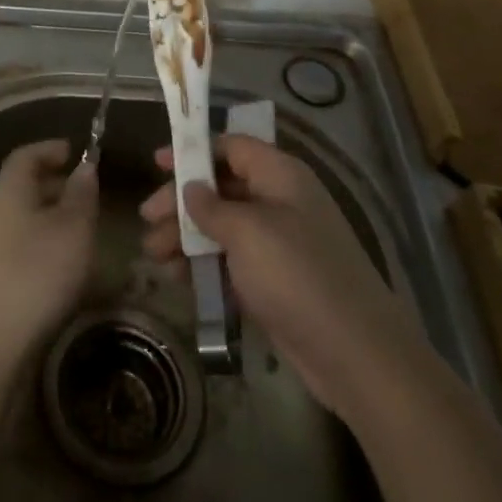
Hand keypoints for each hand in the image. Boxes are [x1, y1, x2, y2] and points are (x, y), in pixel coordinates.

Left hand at [0, 139, 98, 375]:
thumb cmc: (36, 272)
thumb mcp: (73, 229)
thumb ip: (82, 194)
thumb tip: (84, 167)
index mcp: (8, 187)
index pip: (26, 154)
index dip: (51, 149)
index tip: (76, 151)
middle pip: (21, 183)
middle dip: (53, 182)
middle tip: (85, 190)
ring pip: (20, 214)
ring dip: (48, 214)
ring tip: (80, 226)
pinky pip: (16, 241)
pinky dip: (39, 239)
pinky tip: (60, 261)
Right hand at [140, 135, 411, 414]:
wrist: (355, 353)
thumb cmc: (296, 275)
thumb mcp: (247, 232)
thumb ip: (211, 206)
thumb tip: (191, 188)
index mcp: (280, 176)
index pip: (232, 147)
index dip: (194, 151)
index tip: (157, 163)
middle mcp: (280, 202)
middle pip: (221, 188)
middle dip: (182, 202)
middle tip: (147, 219)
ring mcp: (279, 244)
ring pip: (222, 227)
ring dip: (186, 236)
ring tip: (153, 254)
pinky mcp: (274, 281)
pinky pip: (230, 261)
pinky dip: (203, 264)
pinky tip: (177, 277)